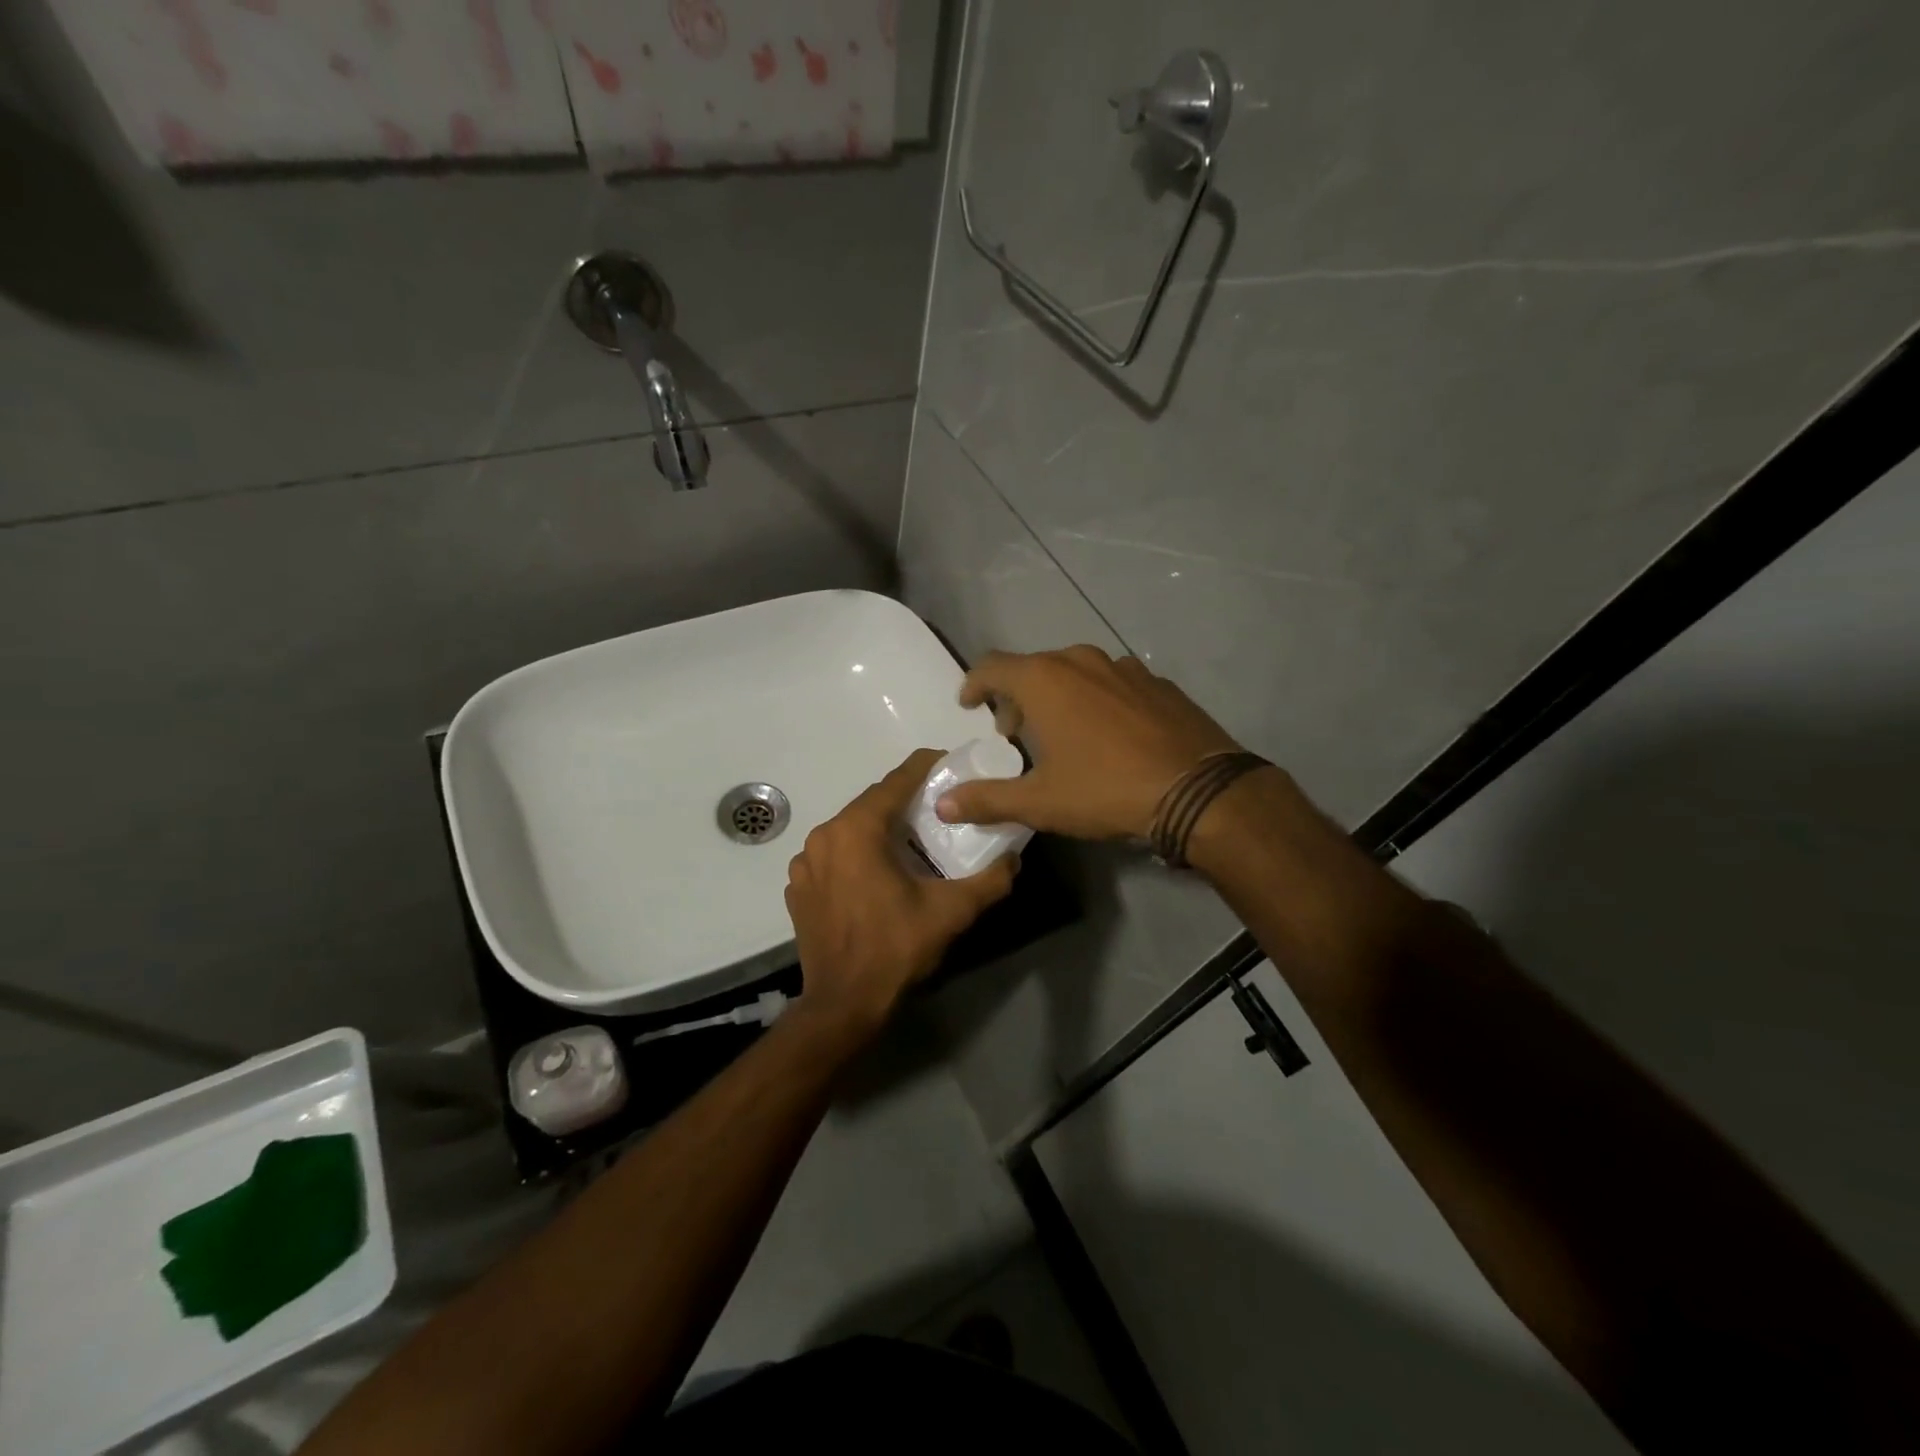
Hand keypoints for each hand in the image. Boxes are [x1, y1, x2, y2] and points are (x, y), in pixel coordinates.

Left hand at [785, 749, 1017, 1034]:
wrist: (843, 1005)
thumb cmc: (896, 948)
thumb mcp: (952, 912)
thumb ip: (989, 880)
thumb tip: (1014, 860)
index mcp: (856, 830)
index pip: (895, 781)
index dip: (924, 767)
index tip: (948, 762)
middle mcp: (824, 836)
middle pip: (871, 804)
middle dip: (905, 801)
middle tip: (938, 808)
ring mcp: (805, 863)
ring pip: (851, 830)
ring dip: (880, 829)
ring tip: (911, 842)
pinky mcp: (798, 888)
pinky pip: (833, 856)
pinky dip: (857, 855)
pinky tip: (877, 875)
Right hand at [935, 645, 1242, 839]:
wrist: (1198, 790)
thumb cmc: (1106, 789)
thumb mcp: (1039, 802)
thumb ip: (986, 799)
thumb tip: (942, 805)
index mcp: (1044, 680)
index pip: (992, 666)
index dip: (974, 684)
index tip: (969, 705)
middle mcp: (1081, 661)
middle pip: (1034, 668)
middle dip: (1016, 697)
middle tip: (1014, 733)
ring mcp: (1124, 667)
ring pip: (1075, 672)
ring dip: (1057, 696)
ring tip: (1061, 733)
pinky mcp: (1157, 682)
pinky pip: (1112, 683)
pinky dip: (1096, 700)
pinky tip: (1108, 734)